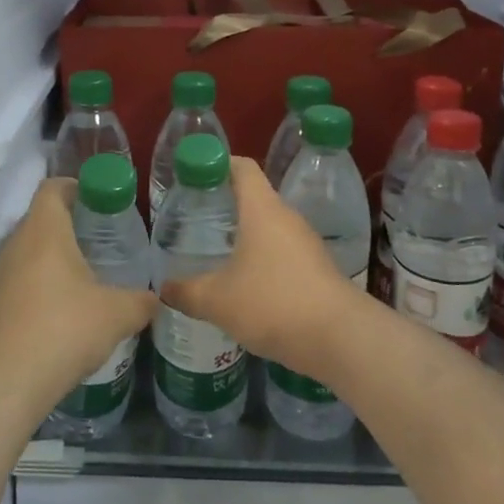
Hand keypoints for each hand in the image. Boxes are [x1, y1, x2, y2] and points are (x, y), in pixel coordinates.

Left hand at [0, 178, 158, 416]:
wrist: (3, 385)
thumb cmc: (62, 331)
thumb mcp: (117, 315)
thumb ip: (142, 301)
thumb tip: (159, 298)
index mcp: (44, 230)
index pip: (54, 186)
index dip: (79, 187)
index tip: (105, 202)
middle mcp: (16, 244)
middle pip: (44, 217)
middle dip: (75, 224)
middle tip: (108, 239)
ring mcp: (0, 275)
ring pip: (32, 250)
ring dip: (59, 256)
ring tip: (93, 275)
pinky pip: (23, 278)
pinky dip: (45, 283)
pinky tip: (69, 310)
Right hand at [159, 157, 364, 378]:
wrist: (340, 338)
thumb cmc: (273, 303)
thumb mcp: (218, 300)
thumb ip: (186, 292)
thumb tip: (163, 288)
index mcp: (262, 209)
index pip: (242, 167)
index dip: (218, 165)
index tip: (195, 178)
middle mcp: (287, 218)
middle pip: (254, 198)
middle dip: (225, 205)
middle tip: (196, 220)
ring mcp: (306, 244)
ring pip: (269, 228)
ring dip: (245, 236)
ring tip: (216, 254)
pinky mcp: (318, 269)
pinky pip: (283, 254)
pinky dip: (263, 261)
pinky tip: (245, 286)